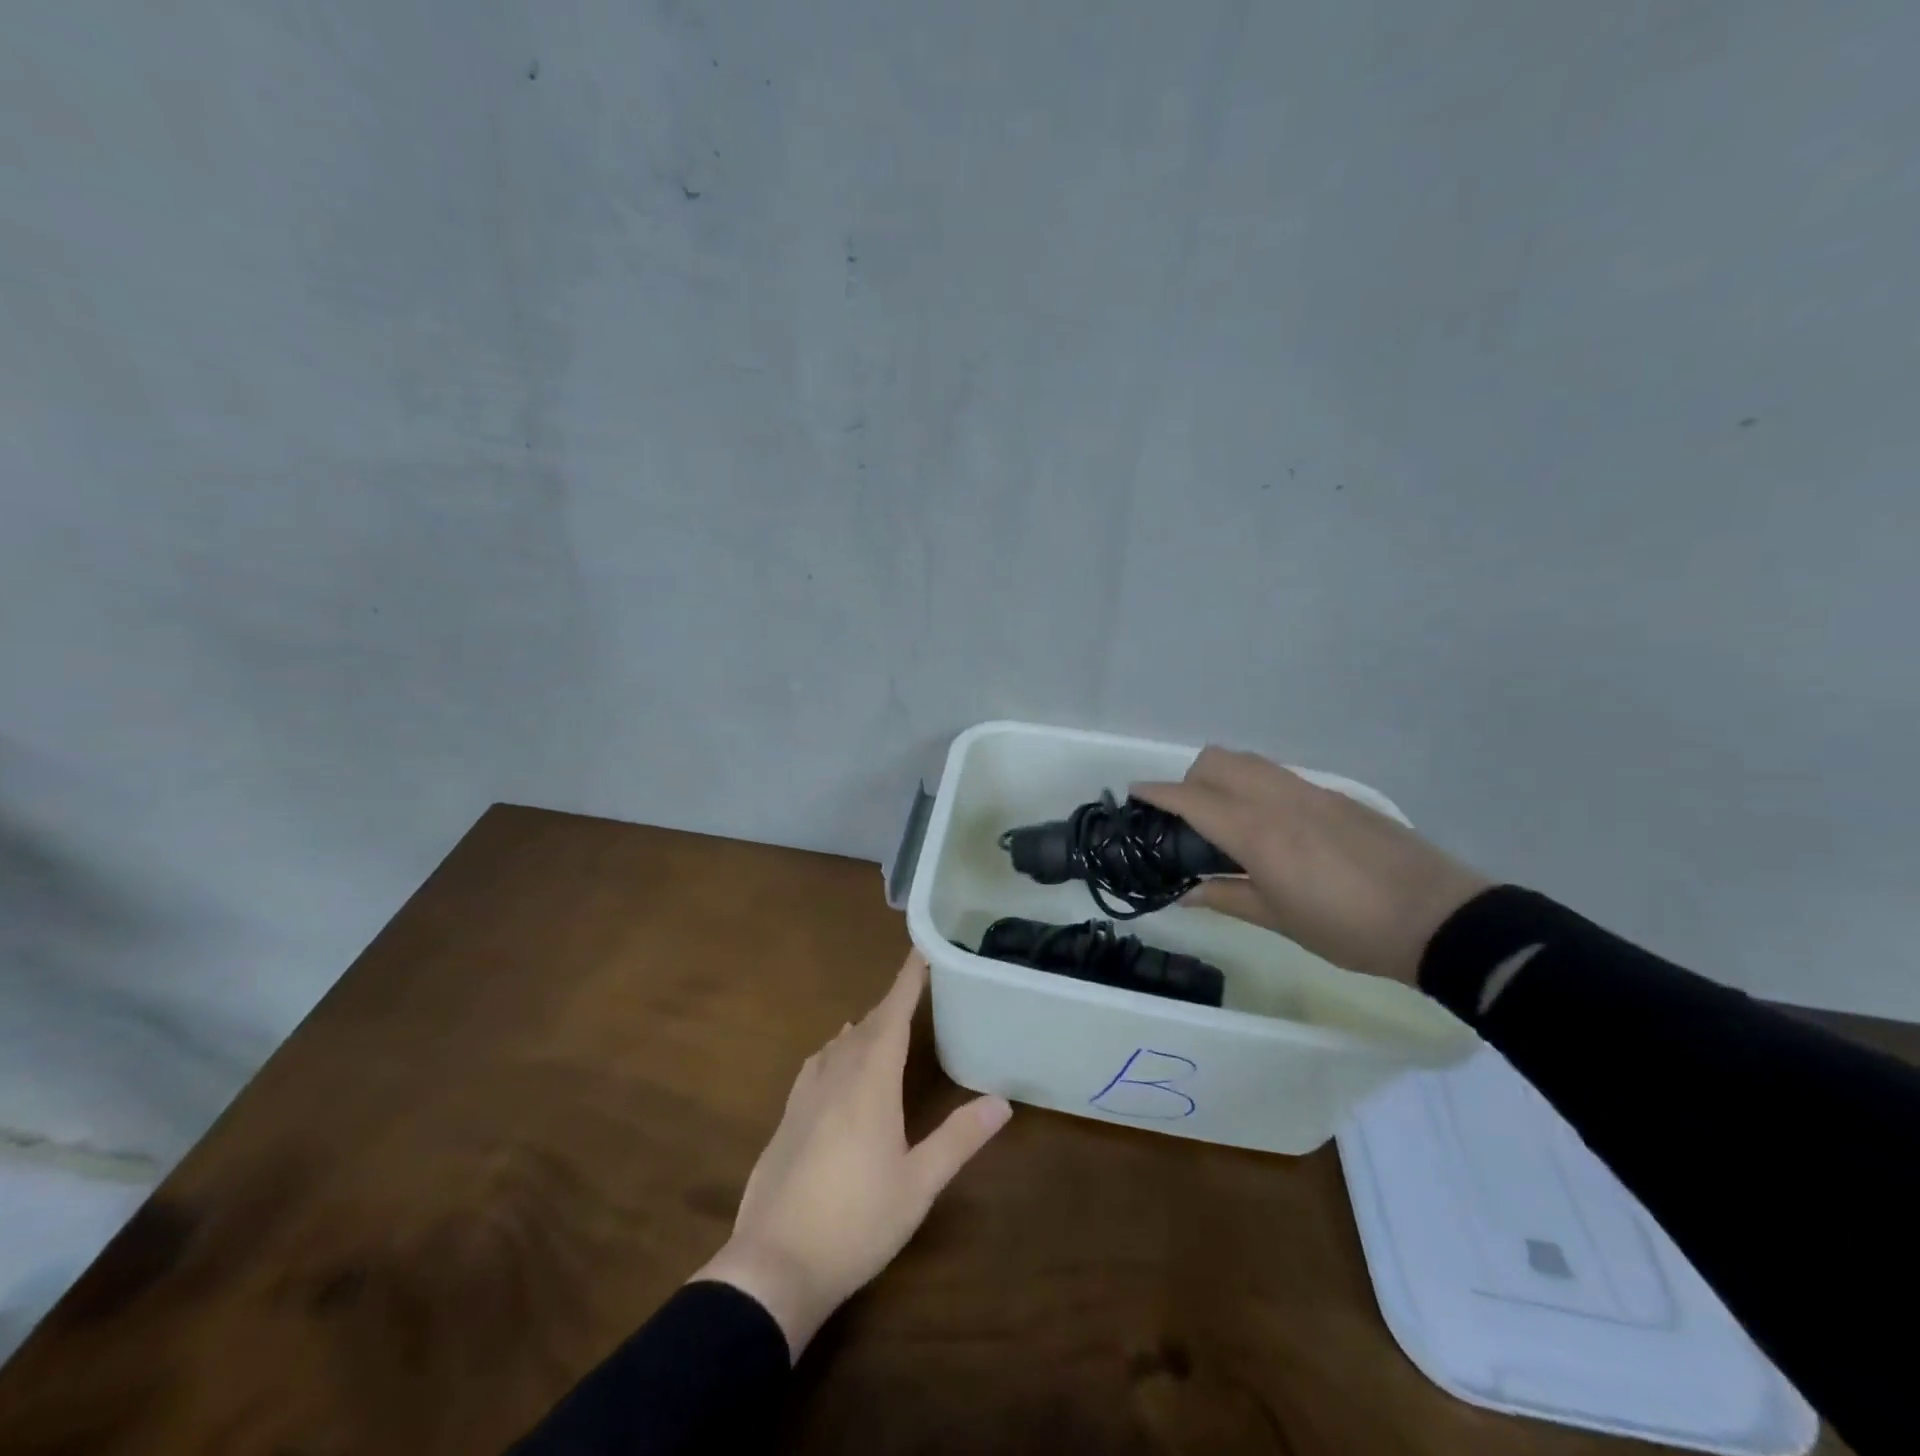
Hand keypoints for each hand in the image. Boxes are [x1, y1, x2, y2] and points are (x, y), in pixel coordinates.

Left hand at [692, 952, 1011, 1359]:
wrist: (774, 1265)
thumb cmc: (857, 1221)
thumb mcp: (918, 1184)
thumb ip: (959, 1138)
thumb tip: (1003, 1102)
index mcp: (870, 1083)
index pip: (892, 1016)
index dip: (907, 982)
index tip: (920, 951)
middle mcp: (836, 1077)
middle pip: (866, 1027)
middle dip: (890, 1004)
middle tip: (913, 988)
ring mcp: (805, 1097)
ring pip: (838, 1045)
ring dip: (863, 1028)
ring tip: (879, 1021)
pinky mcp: (787, 1119)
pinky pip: (816, 1065)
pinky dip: (834, 1050)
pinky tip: (834, 1061)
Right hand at [1131, 747, 1491, 985]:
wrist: (1439, 918)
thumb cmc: (1350, 929)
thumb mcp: (1280, 920)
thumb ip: (1227, 897)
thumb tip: (1186, 893)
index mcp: (1257, 832)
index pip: (1192, 799)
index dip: (1158, 793)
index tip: (1134, 792)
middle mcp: (1278, 800)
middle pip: (1217, 761)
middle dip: (1190, 778)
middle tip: (1188, 817)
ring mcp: (1311, 792)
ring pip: (1250, 761)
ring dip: (1224, 777)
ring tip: (1228, 819)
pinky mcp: (1337, 796)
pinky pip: (1281, 776)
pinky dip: (1258, 786)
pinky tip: (1273, 827)